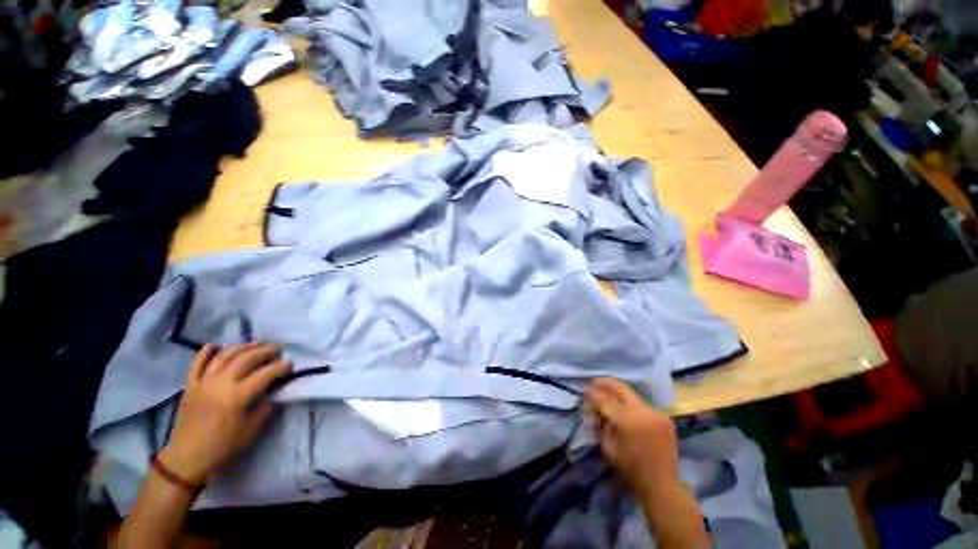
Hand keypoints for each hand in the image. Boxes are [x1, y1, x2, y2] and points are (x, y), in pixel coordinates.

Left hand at [160, 342, 291, 485]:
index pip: (265, 374)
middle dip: (265, 351)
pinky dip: (206, 352)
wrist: (187, 457)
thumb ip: (265, 408)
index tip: (290, 363)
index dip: (280, 367)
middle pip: (246, 359)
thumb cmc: (223, 446)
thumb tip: (274, 392)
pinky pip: (197, 364)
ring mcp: (204, 382)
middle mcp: (221, 383)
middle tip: (277, 349)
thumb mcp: (252, 430)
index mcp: (238, 396)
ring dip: (242, 347)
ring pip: (224, 356)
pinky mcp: (191, 385)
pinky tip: (215, 345)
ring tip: (255, 343)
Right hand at [585, 378, 680, 501]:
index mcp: (628, 420)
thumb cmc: (631, 470)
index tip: (584, 390)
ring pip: (631, 395)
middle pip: (621, 387)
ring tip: (607, 395)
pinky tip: (624, 409)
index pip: (605, 399)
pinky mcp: (664, 417)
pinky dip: (630, 405)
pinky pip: (642, 405)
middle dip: (605, 382)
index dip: (592, 394)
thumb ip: (601, 422)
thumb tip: (596, 407)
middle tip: (593, 382)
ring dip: (618, 394)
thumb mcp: (608, 446)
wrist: (663, 487)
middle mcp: (643, 411)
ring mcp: (656, 412)